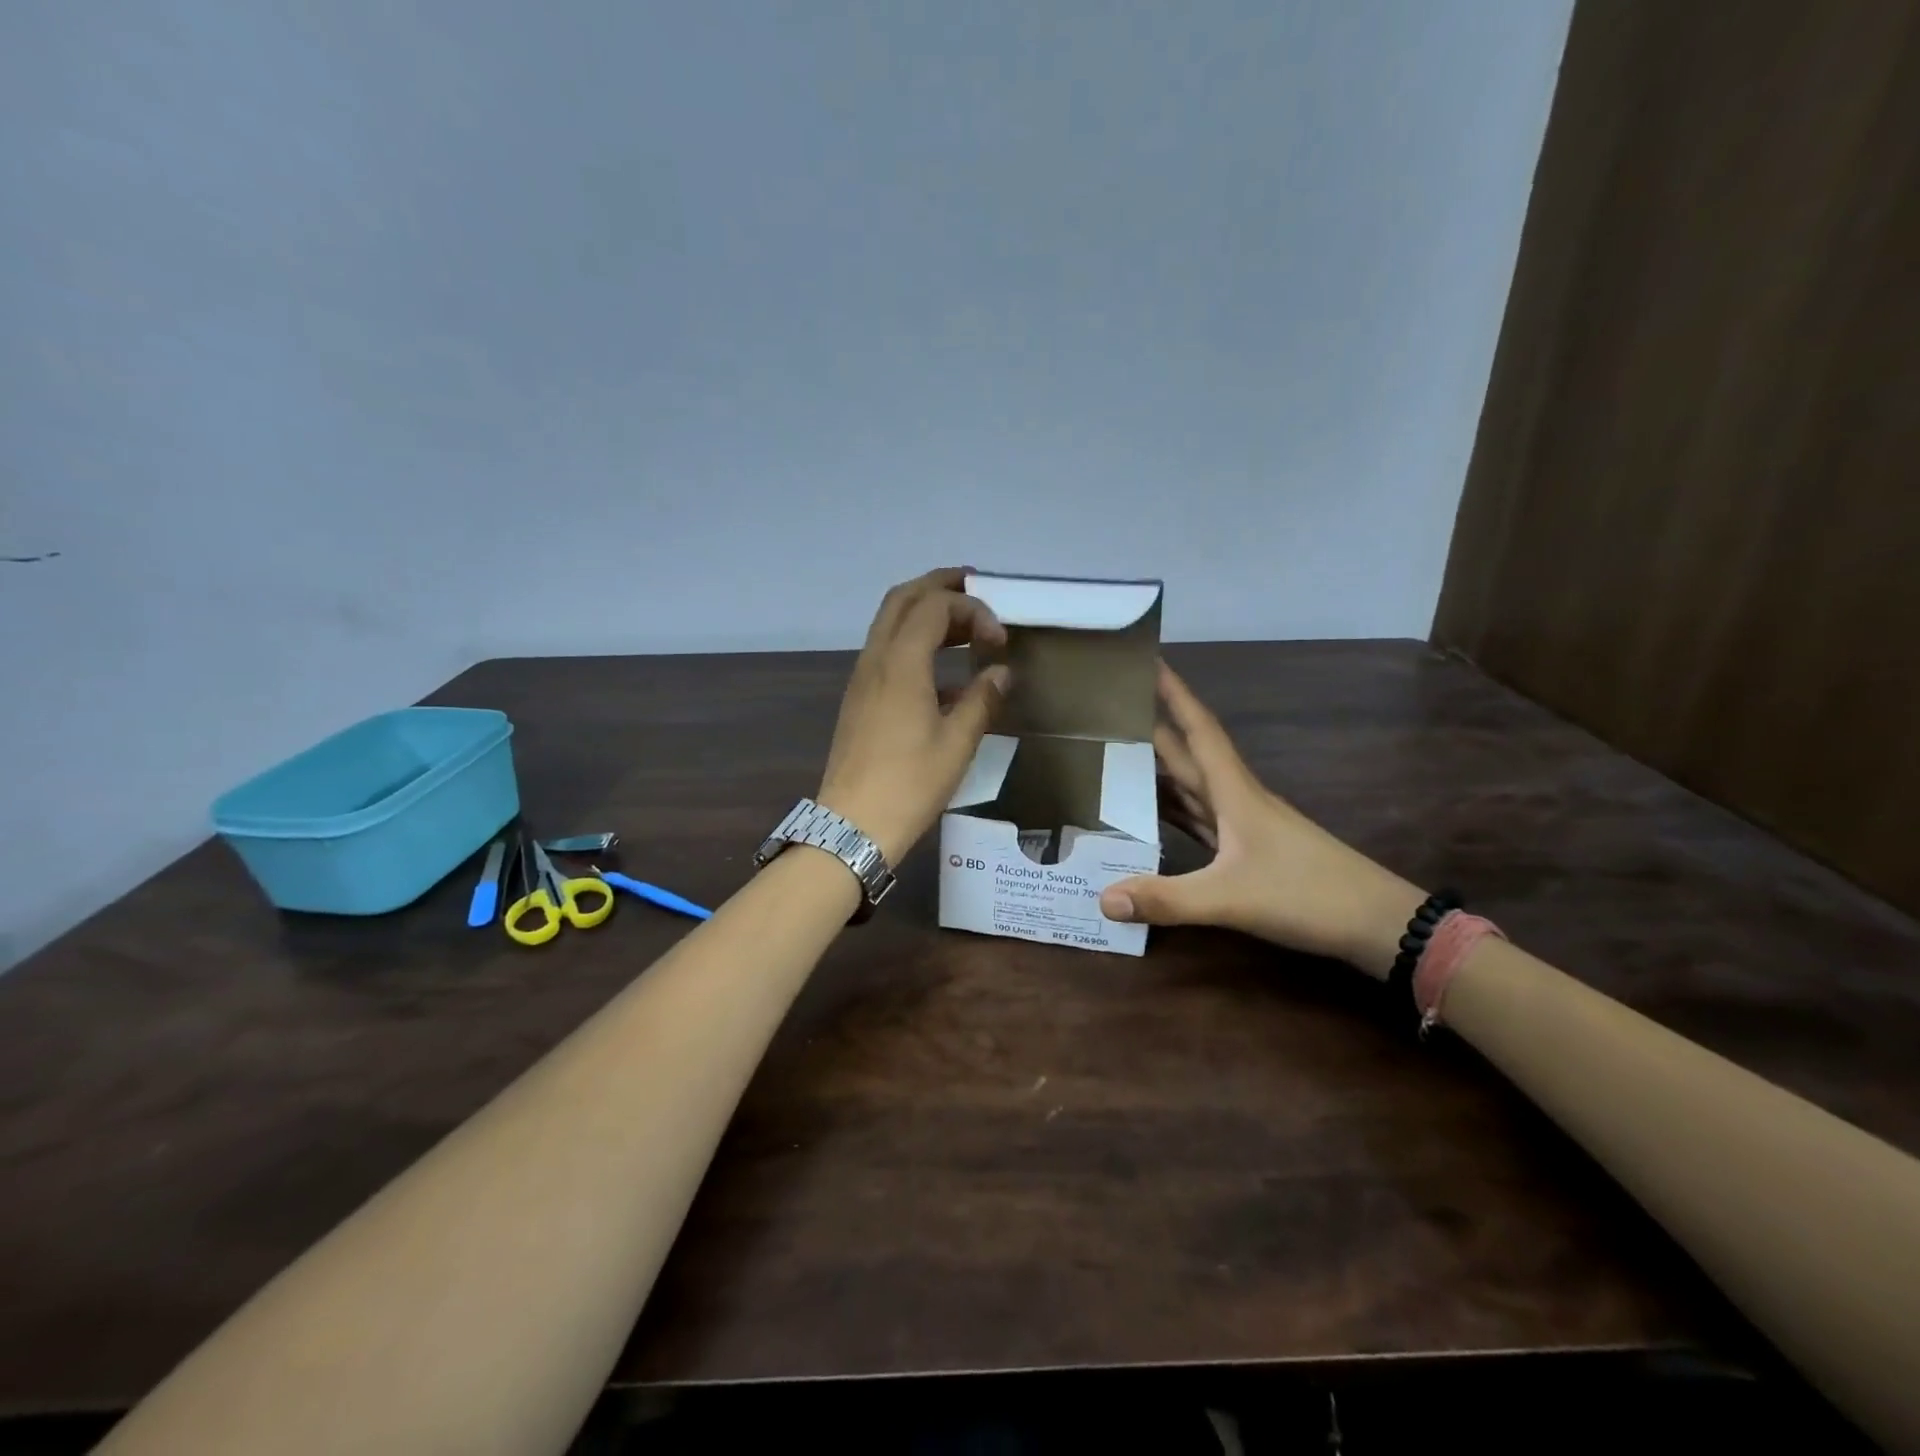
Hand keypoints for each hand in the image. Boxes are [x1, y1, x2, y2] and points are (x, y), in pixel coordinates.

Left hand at [816, 568, 1011, 864]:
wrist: (853, 824)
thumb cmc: (910, 784)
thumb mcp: (957, 743)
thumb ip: (982, 700)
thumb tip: (1001, 673)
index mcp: (901, 663)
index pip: (935, 606)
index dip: (972, 609)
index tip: (1000, 640)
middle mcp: (876, 659)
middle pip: (903, 599)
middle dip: (940, 586)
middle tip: (976, 587)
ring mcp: (862, 677)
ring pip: (890, 622)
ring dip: (925, 612)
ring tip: (964, 623)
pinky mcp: (859, 697)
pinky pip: (886, 650)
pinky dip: (915, 642)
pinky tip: (944, 673)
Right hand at [1099, 664, 1426, 978]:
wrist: (1377, 924)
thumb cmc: (1308, 894)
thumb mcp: (1231, 898)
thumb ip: (1167, 899)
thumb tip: (1104, 899)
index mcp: (1235, 793)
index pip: (1198, 729)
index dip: (1174, 693)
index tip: (1149, 659)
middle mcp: (1236, 800)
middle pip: (1188, 754)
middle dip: (1154, 726)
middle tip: (1113, 707)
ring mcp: (1244, 826)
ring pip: (1192, 786)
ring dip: (1160, 768)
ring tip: (1118, 754)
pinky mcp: (1247, 851)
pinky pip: (1198, 819)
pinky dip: (1173, 810)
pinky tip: (1151, 814)